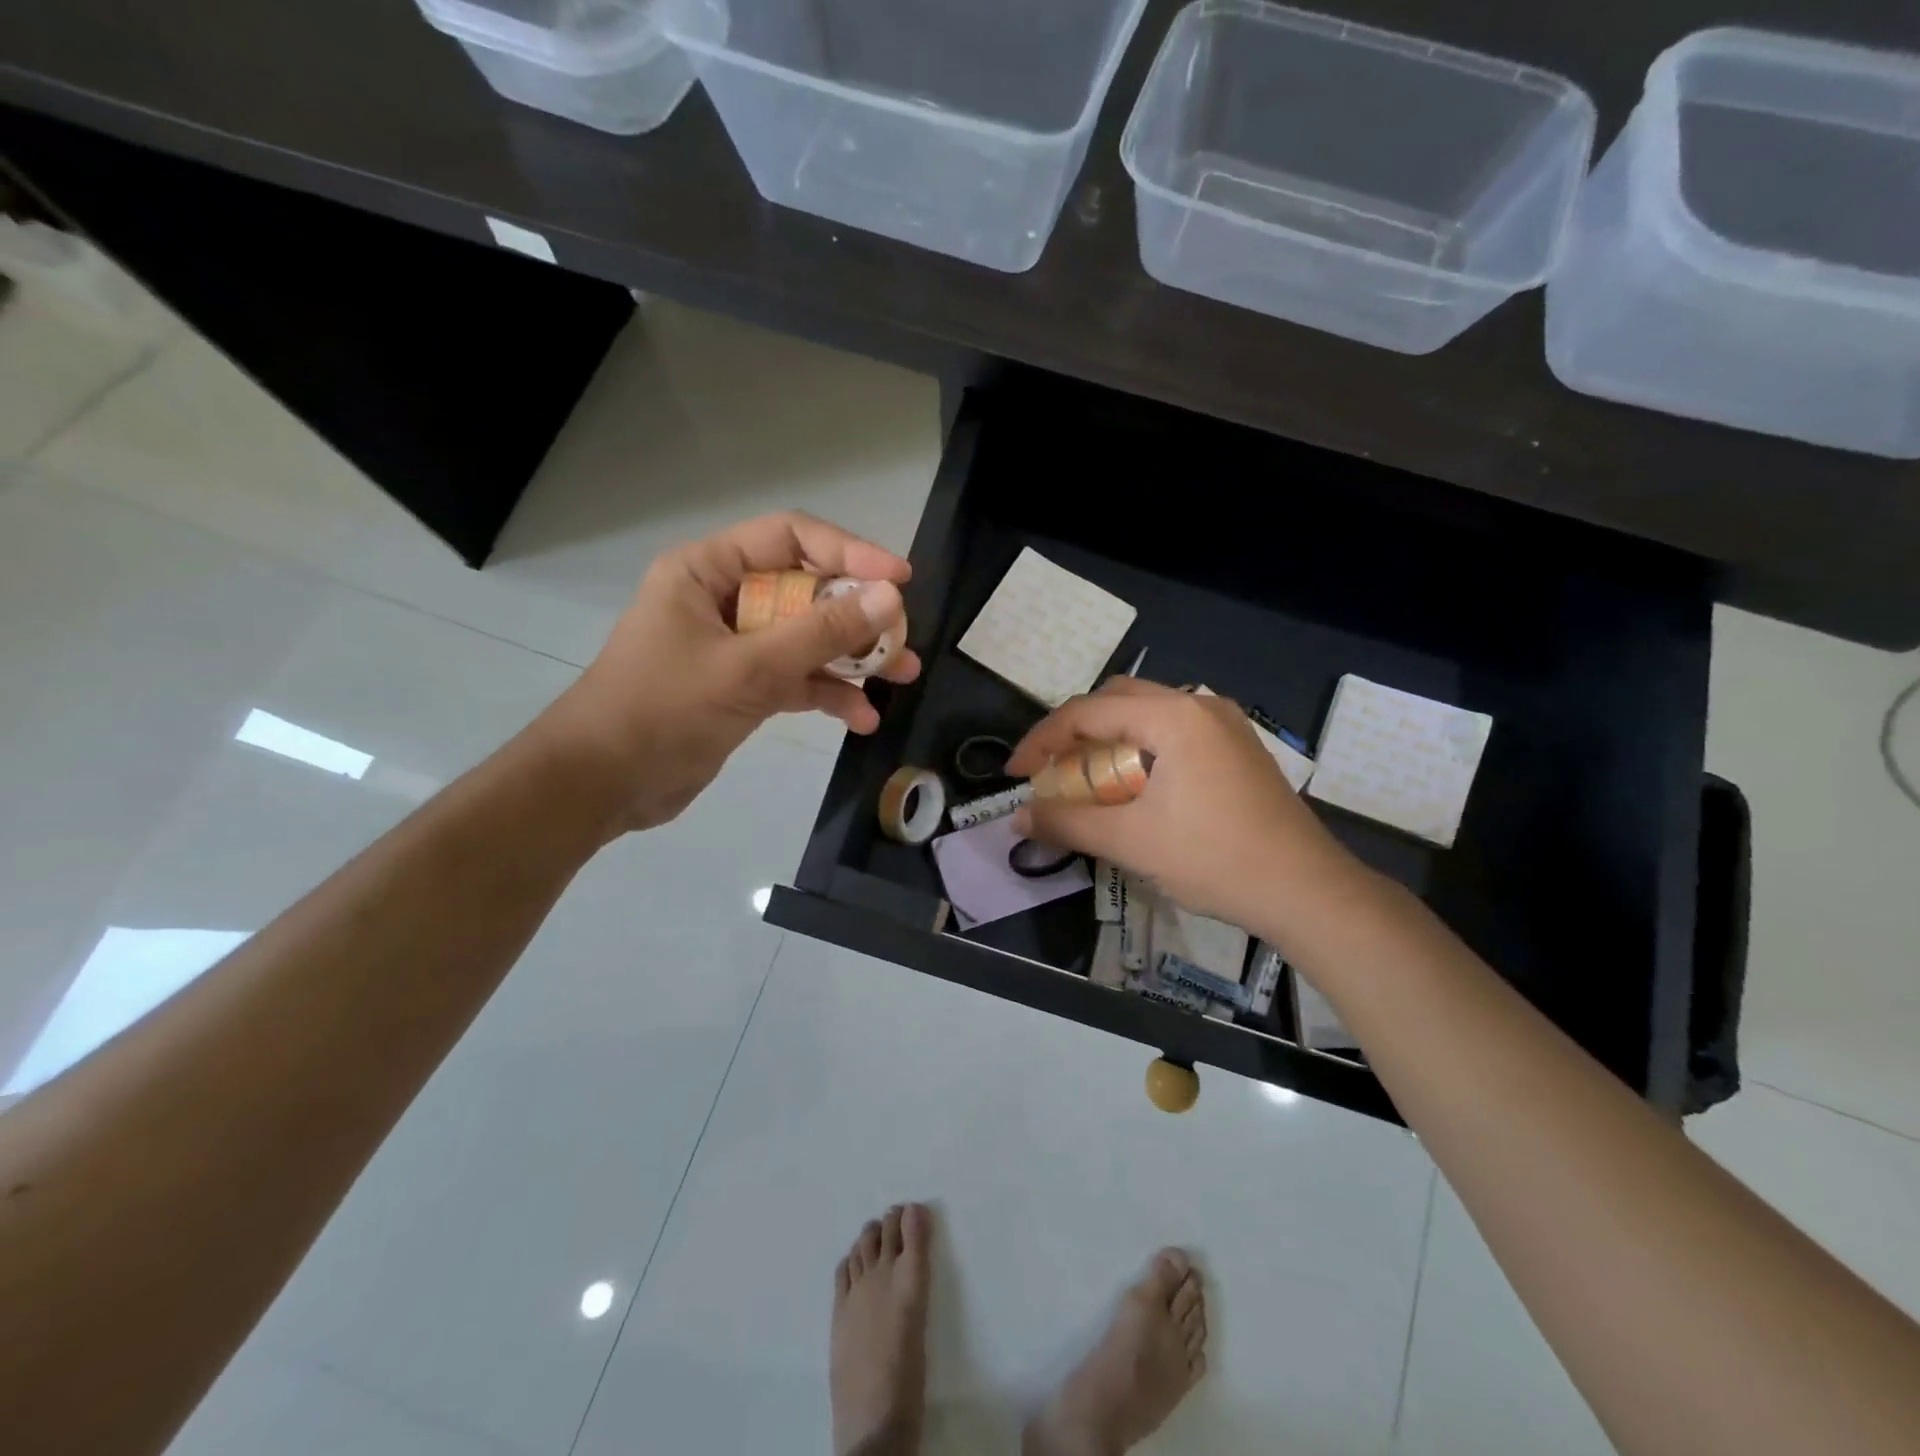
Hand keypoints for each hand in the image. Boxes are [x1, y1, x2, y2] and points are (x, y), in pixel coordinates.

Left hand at [536, 512, 920, 833]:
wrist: (603, 785)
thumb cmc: (663, 710)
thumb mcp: (748, 669)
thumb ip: (820, 633)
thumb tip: (889, 598)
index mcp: (708, 571)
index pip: (790, 538)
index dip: (849, 552)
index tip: (899, 580)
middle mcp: (724, 598)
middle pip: (807, 589)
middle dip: (858, 615)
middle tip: (902, 638)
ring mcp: (735, 645)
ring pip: (807, 637)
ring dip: (853, 657)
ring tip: (902, 676)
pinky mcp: (743, 687)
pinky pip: (796, 678)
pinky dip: (828, 694)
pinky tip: (862, 718)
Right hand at [1006, 679, 1349, 926]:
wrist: (1308, 891)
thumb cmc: (1215, 859)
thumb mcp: (1131, 842)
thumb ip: (1068, 823)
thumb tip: (1018, 819)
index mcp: (1173, 716)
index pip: (1087, 712)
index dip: (1042, 740)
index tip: (1016, 775)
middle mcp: (1199, 705)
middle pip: (1116, 701)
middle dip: (1074, 734)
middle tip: (1050, 772)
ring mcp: (1224, 724)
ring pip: (1146, 714)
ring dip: (1108, 741)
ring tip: (1086, 781)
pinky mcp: (1237, 747)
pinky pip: (1172, 732)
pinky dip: (1140, 750)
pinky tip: (1133, 786)